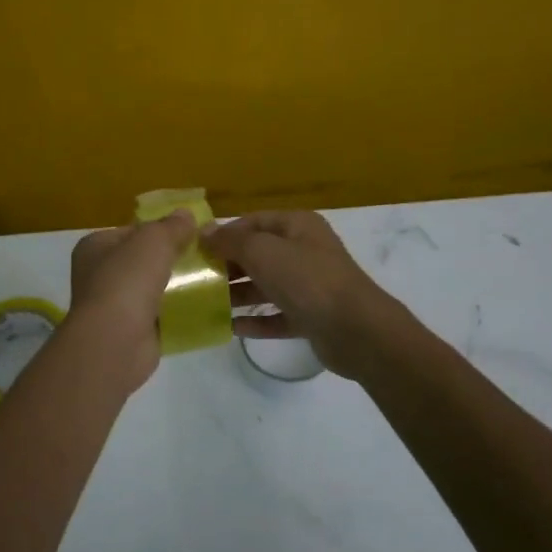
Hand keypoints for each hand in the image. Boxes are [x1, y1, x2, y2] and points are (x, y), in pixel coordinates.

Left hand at [66, 209, 197, 392]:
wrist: (115, 341)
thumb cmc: (127, 281)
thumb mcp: (153, 241)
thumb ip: (171, 226)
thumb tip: (186, 214)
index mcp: (95, 247)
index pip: (132, 230)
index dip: (162, 228)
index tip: (193, 231)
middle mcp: (100, 275)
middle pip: (144, 260)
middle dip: (173, 258)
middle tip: (208, 255)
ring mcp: (115, 305)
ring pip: (154, 288)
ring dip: (178, 285)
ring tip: (213, 278)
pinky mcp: (132, 331)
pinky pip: (161, 315)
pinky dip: (179, 312)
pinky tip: (204, 306)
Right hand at [200, 210, 398, 376]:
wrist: (356, 329)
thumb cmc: (307, 280)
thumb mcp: (263, 251)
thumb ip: (231, 241)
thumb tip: (205, 232)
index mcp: (298, 226)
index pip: (253, 221)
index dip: (225, 233)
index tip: (195, 249)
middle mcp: (305, 251)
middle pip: (258, 254)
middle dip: (227, 265)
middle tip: (196, 279)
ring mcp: (310, 286)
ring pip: (266, 286)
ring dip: (237, 294)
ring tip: (205, 304)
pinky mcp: (311, 317)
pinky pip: (276, 315)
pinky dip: (255, 321)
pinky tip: (229, 328)